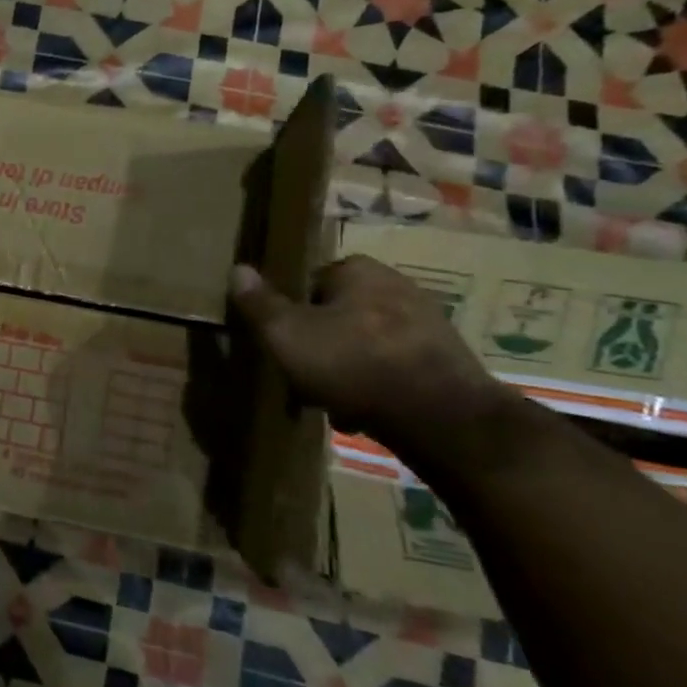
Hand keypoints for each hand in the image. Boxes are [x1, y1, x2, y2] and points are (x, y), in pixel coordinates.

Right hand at [228, 255, 513, 469]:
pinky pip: (396, 367)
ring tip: (335, 403)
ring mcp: (428, 321)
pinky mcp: (448, 359)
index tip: (283, 346)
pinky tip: (369, 413)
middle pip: (338, 315)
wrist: (444, 418)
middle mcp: (396, 283)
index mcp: (357, 269)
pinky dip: (379, 386)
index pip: (308, 283)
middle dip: (321, 346)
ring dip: (348, 370)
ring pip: (366, 344)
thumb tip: (237, 268)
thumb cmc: (353, 363)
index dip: (291, 315)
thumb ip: (259, 303)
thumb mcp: (286, 334)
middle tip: (305, 378)